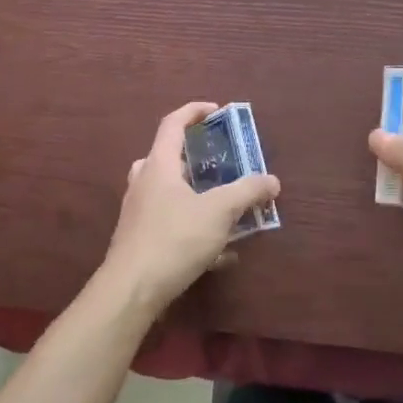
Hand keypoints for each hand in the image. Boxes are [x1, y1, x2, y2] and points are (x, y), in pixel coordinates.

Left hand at [99, 102, 279, 316]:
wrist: (130, 291)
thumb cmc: (174, 239)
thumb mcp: (219, 211)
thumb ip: (247, 192)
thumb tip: (272, 180)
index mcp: (159, 165)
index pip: (173, 123)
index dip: (194, 111)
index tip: (217, 111)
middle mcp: (144, 183)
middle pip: (167, 157)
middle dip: (196, 157)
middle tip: (220, 162)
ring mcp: (138, 213)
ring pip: (169, 192)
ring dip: (196, 194)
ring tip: (224, 205)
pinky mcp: (140, 241)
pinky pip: (171, 224)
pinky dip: (194, 228)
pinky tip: (221, 254)